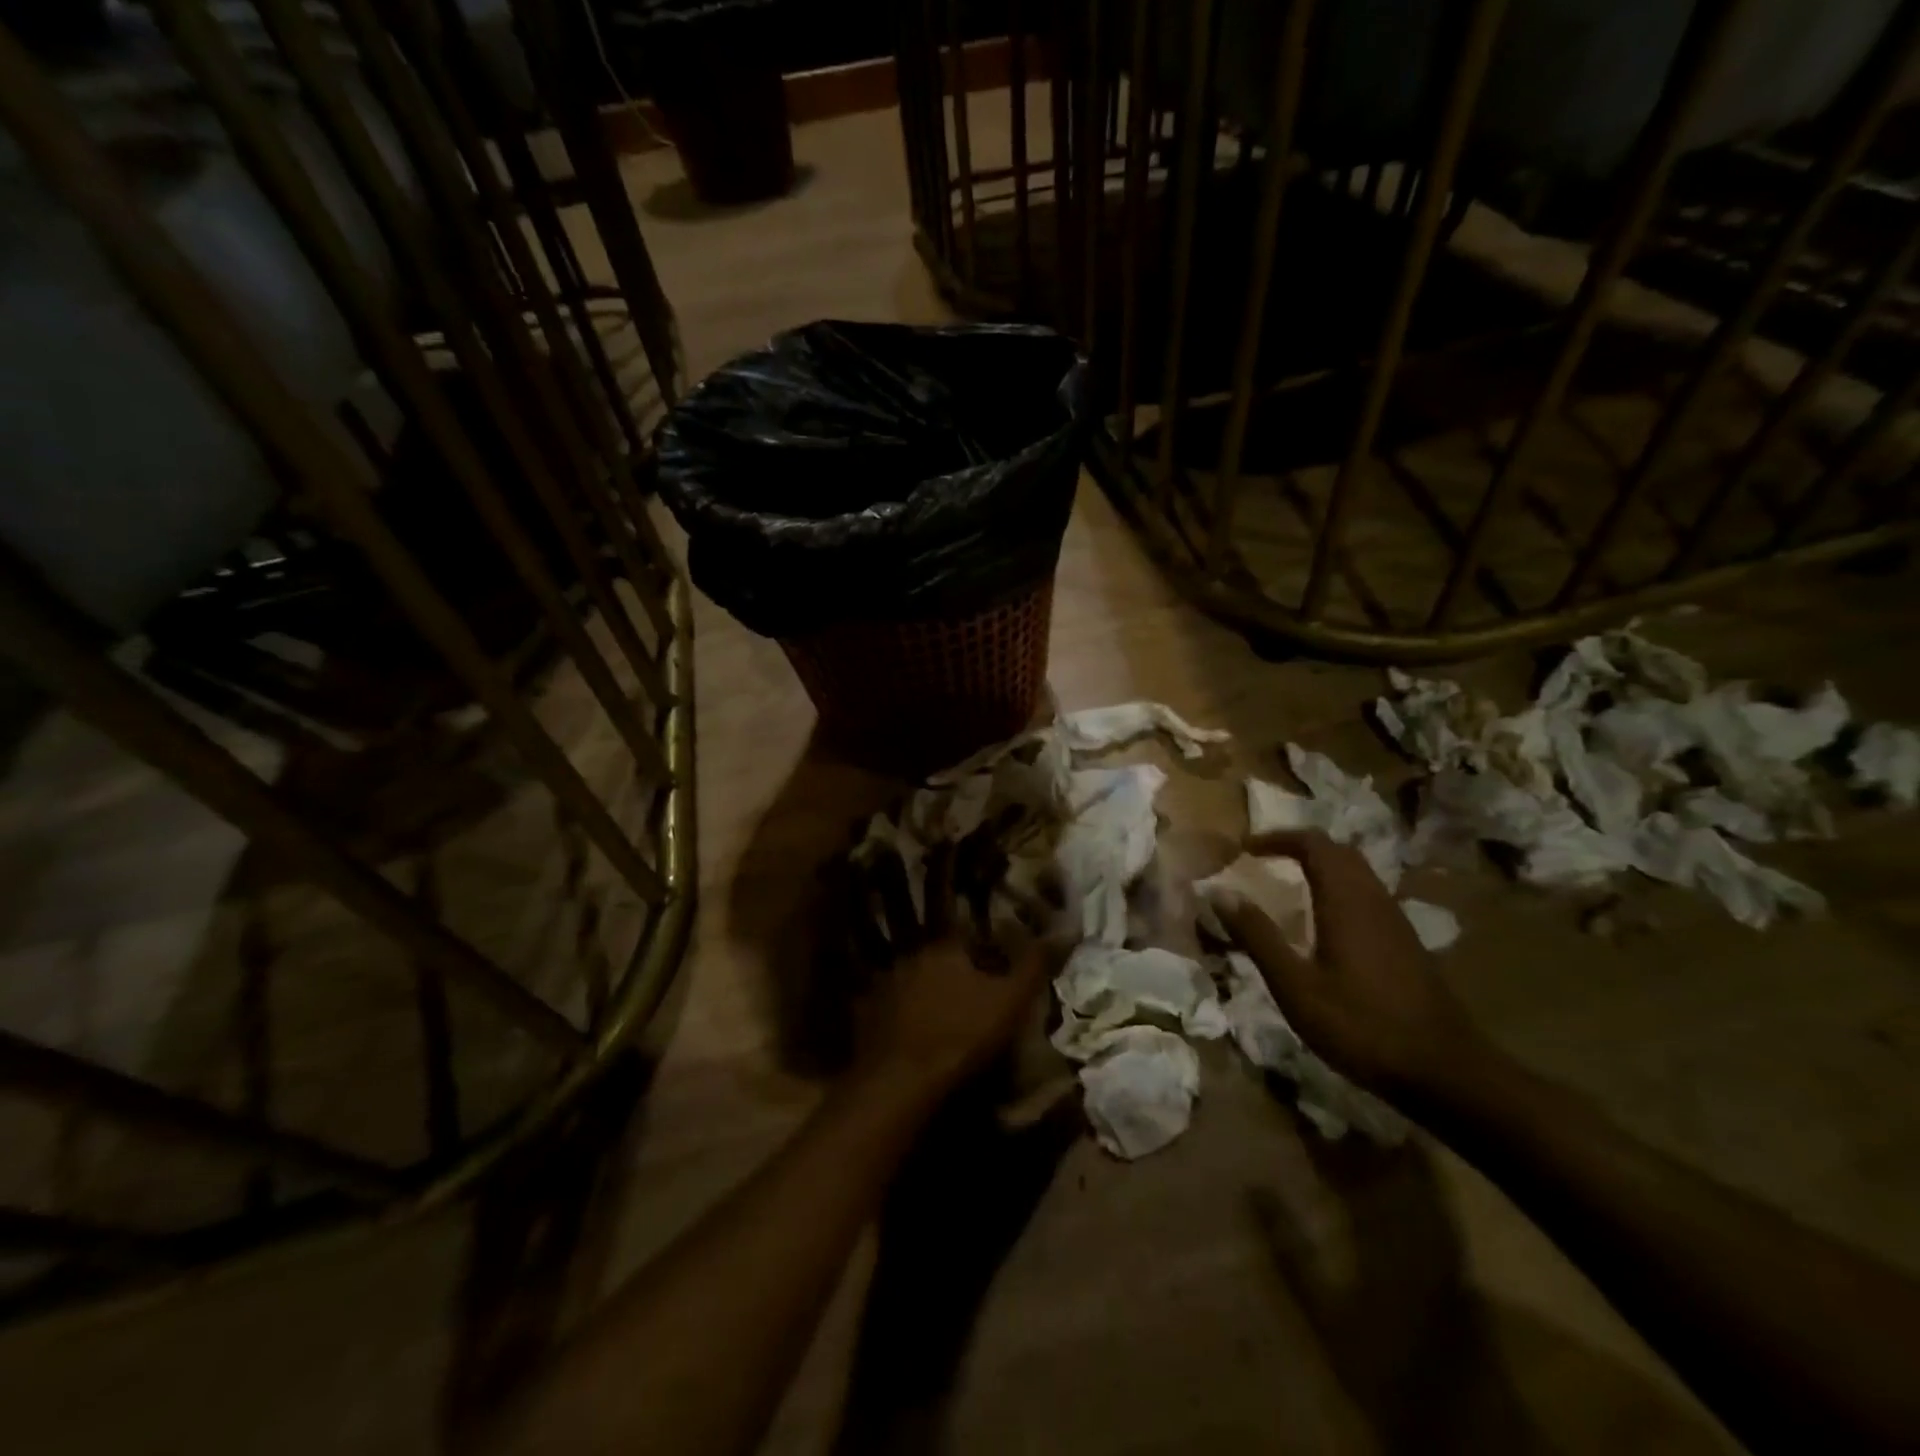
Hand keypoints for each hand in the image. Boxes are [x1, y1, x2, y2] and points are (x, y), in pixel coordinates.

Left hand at [846, 831, 1066, 1094]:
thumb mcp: (1011, 1001)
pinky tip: (826, 933)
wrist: (906, 1080)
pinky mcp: (859, 999)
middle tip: (875, 844)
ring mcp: (879, 972)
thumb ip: (1036, 964)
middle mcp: (906, 948)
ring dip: (854, 899)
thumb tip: (1068, 927)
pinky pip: (844, 966)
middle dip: (890, 873)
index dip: (945, 866)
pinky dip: (834, 946)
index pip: (945, 894)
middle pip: (897, 903)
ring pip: (865, 926)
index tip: (942, 838)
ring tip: (840, 873)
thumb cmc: (962, 1036)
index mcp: (943, 945)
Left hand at [855, 934, 1057, 1093]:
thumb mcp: (1011, 1002)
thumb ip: (1034, 965)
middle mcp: (909, 959)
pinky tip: (913, 1042)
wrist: (901, 1083)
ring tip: (941, 1025)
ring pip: (912, 986)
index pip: (968, 940)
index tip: (996, 979)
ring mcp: (882, 987)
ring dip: (925, 998)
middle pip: (938, 962)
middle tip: (970, 1005)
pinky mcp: (864, 1018)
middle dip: (954, 977)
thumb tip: (1063, 929)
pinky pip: (888, 1012)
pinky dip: (901, 1022)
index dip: (985, 958)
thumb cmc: (962, 1036)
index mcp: (943, 949)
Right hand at [1217, 830, 1488, 1103]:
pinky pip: (1367, 896)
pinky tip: (1323, 923)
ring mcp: (1395, 921)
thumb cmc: (1361, 1026)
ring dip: (1321, 867)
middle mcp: (1374, 900)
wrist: (1445, 1073)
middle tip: (1264, 859)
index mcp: (1346, 901)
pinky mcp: (1405, 943)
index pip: (1313, 843)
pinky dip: (1338, 889)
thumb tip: (1220, 892)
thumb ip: (1257, 936)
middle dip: (1299, 846)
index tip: (1244, 848)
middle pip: (1338, 852)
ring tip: (1287, 885)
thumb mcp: (1295, 986)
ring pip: (1357, 873)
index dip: (1277, 837)